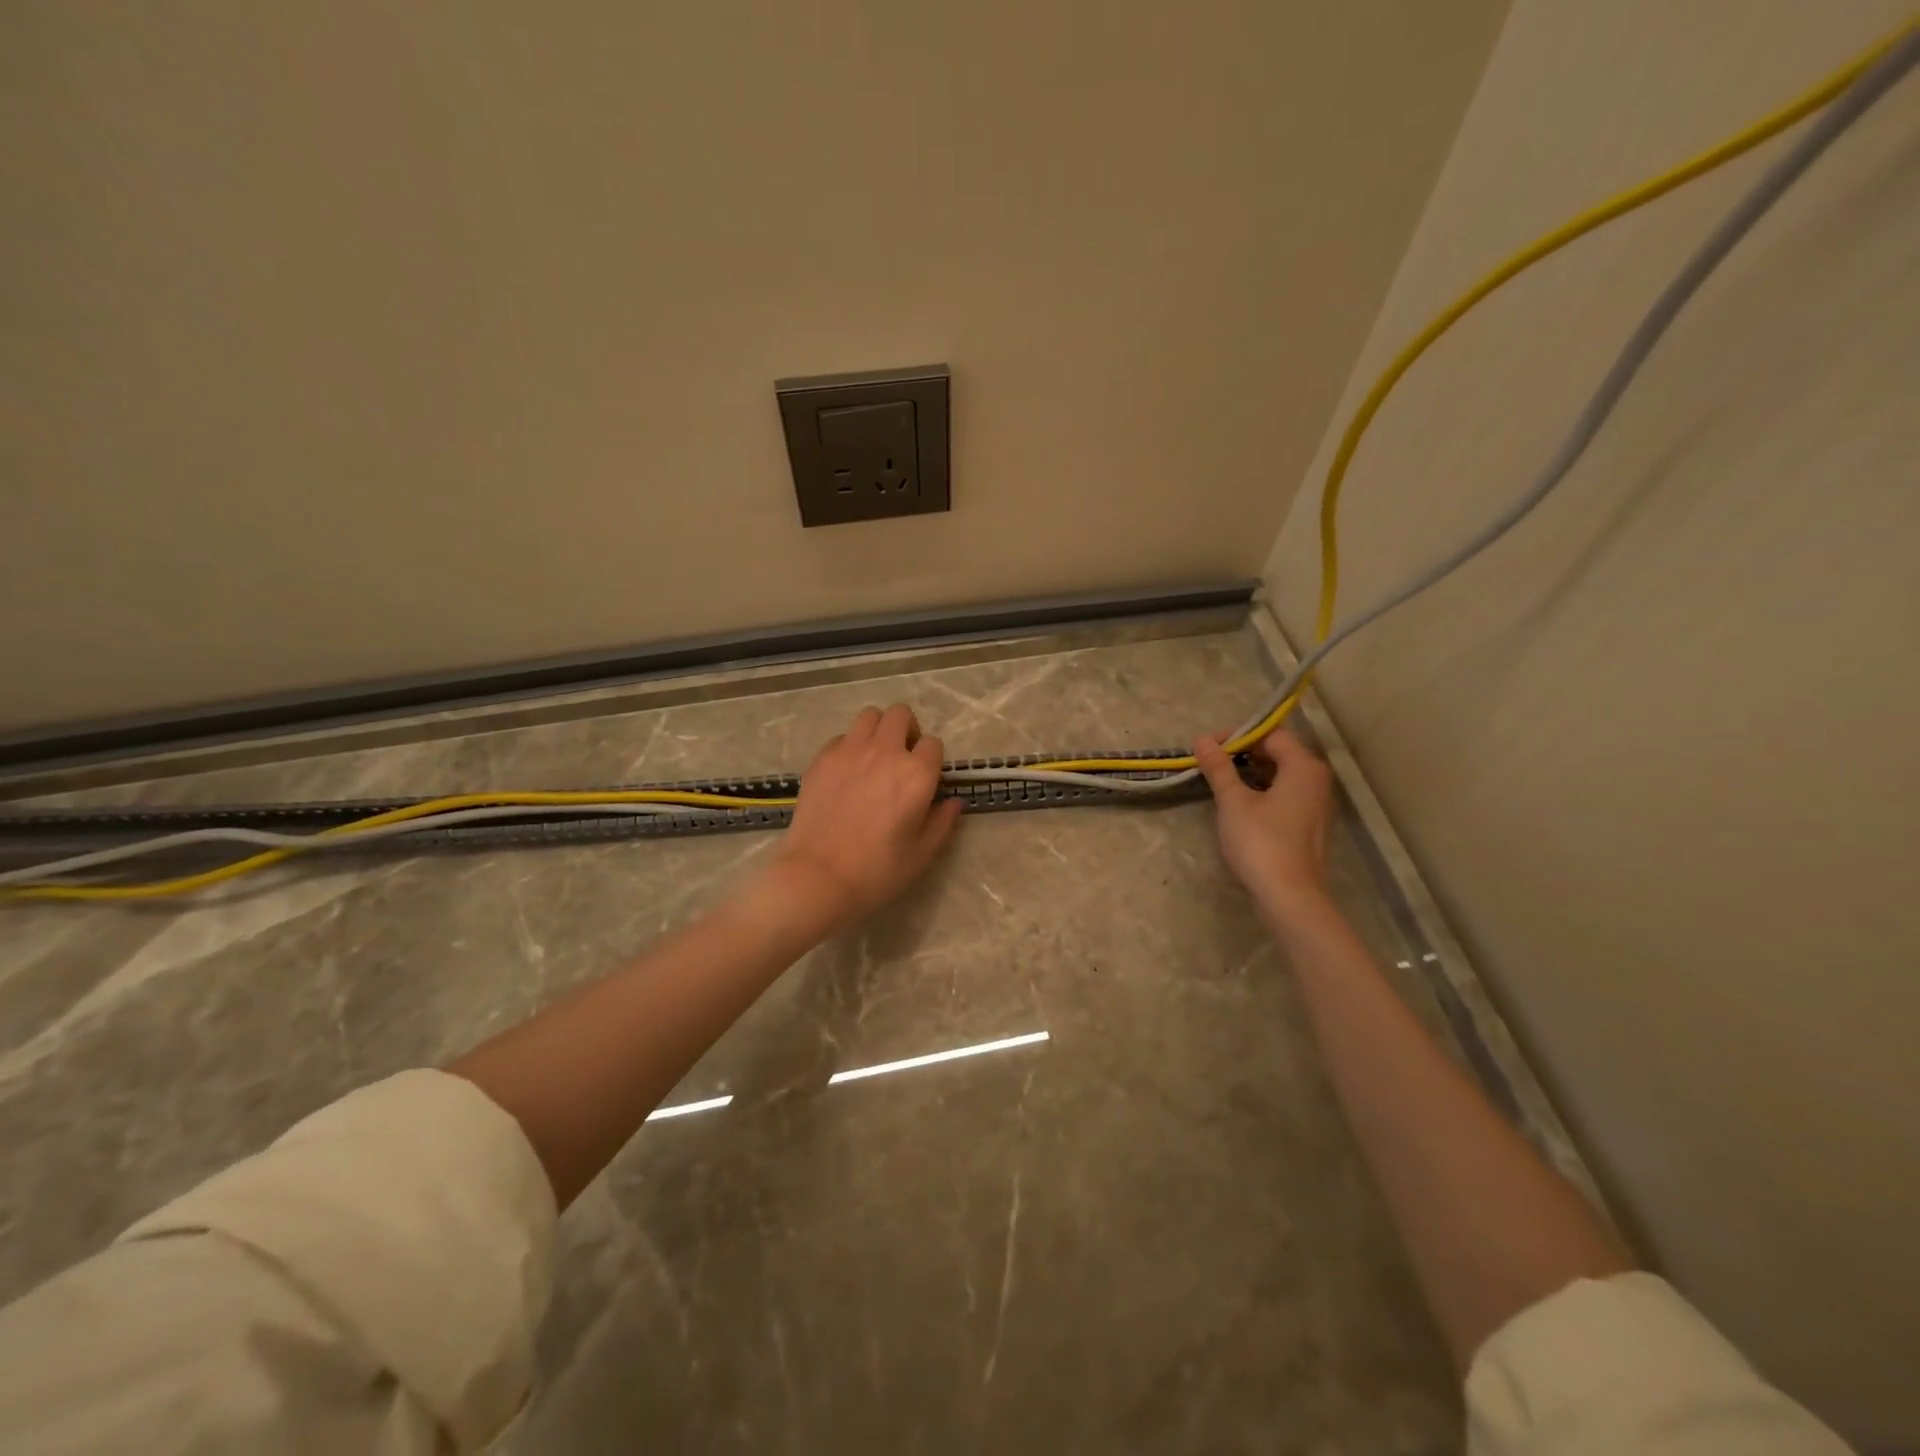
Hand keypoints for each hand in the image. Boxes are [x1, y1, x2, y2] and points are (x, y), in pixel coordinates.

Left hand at [761, 704, 962, 933]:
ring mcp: (850, 751)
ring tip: (874, 756)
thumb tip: (953, 802)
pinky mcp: (822, 758)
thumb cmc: (877, 871)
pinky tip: (846, 773)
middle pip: (901, 715)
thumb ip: (942, 822)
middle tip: (901, 757)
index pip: (933, 744)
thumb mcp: (922, 854)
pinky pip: (842, 737)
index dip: (931, 760)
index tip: (925, 779)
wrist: (819, 876)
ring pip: (870, 716)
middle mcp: (886, 752)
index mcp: (917, 774)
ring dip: (878, 730)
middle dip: (907, 730)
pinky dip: (849, 746)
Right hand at [1194, 727, 1334, 919]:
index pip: (1271, 734)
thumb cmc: (1261, 842)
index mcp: (1303, 767)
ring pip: (1281, 775)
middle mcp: (1317, 780)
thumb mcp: (1233, 801)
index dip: (1238, 735)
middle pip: (1279, 753)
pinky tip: (1239, 805)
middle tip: (1210, 764)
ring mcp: (1317, 804)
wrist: (1290, 896)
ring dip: (1251, 774)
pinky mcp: (1310, 825)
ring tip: (1220, 783)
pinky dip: (1263, 792)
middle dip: (1243, 754)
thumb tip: (1202, 740)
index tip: (1208, 747)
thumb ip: (1219, 768)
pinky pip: (1285, 795)